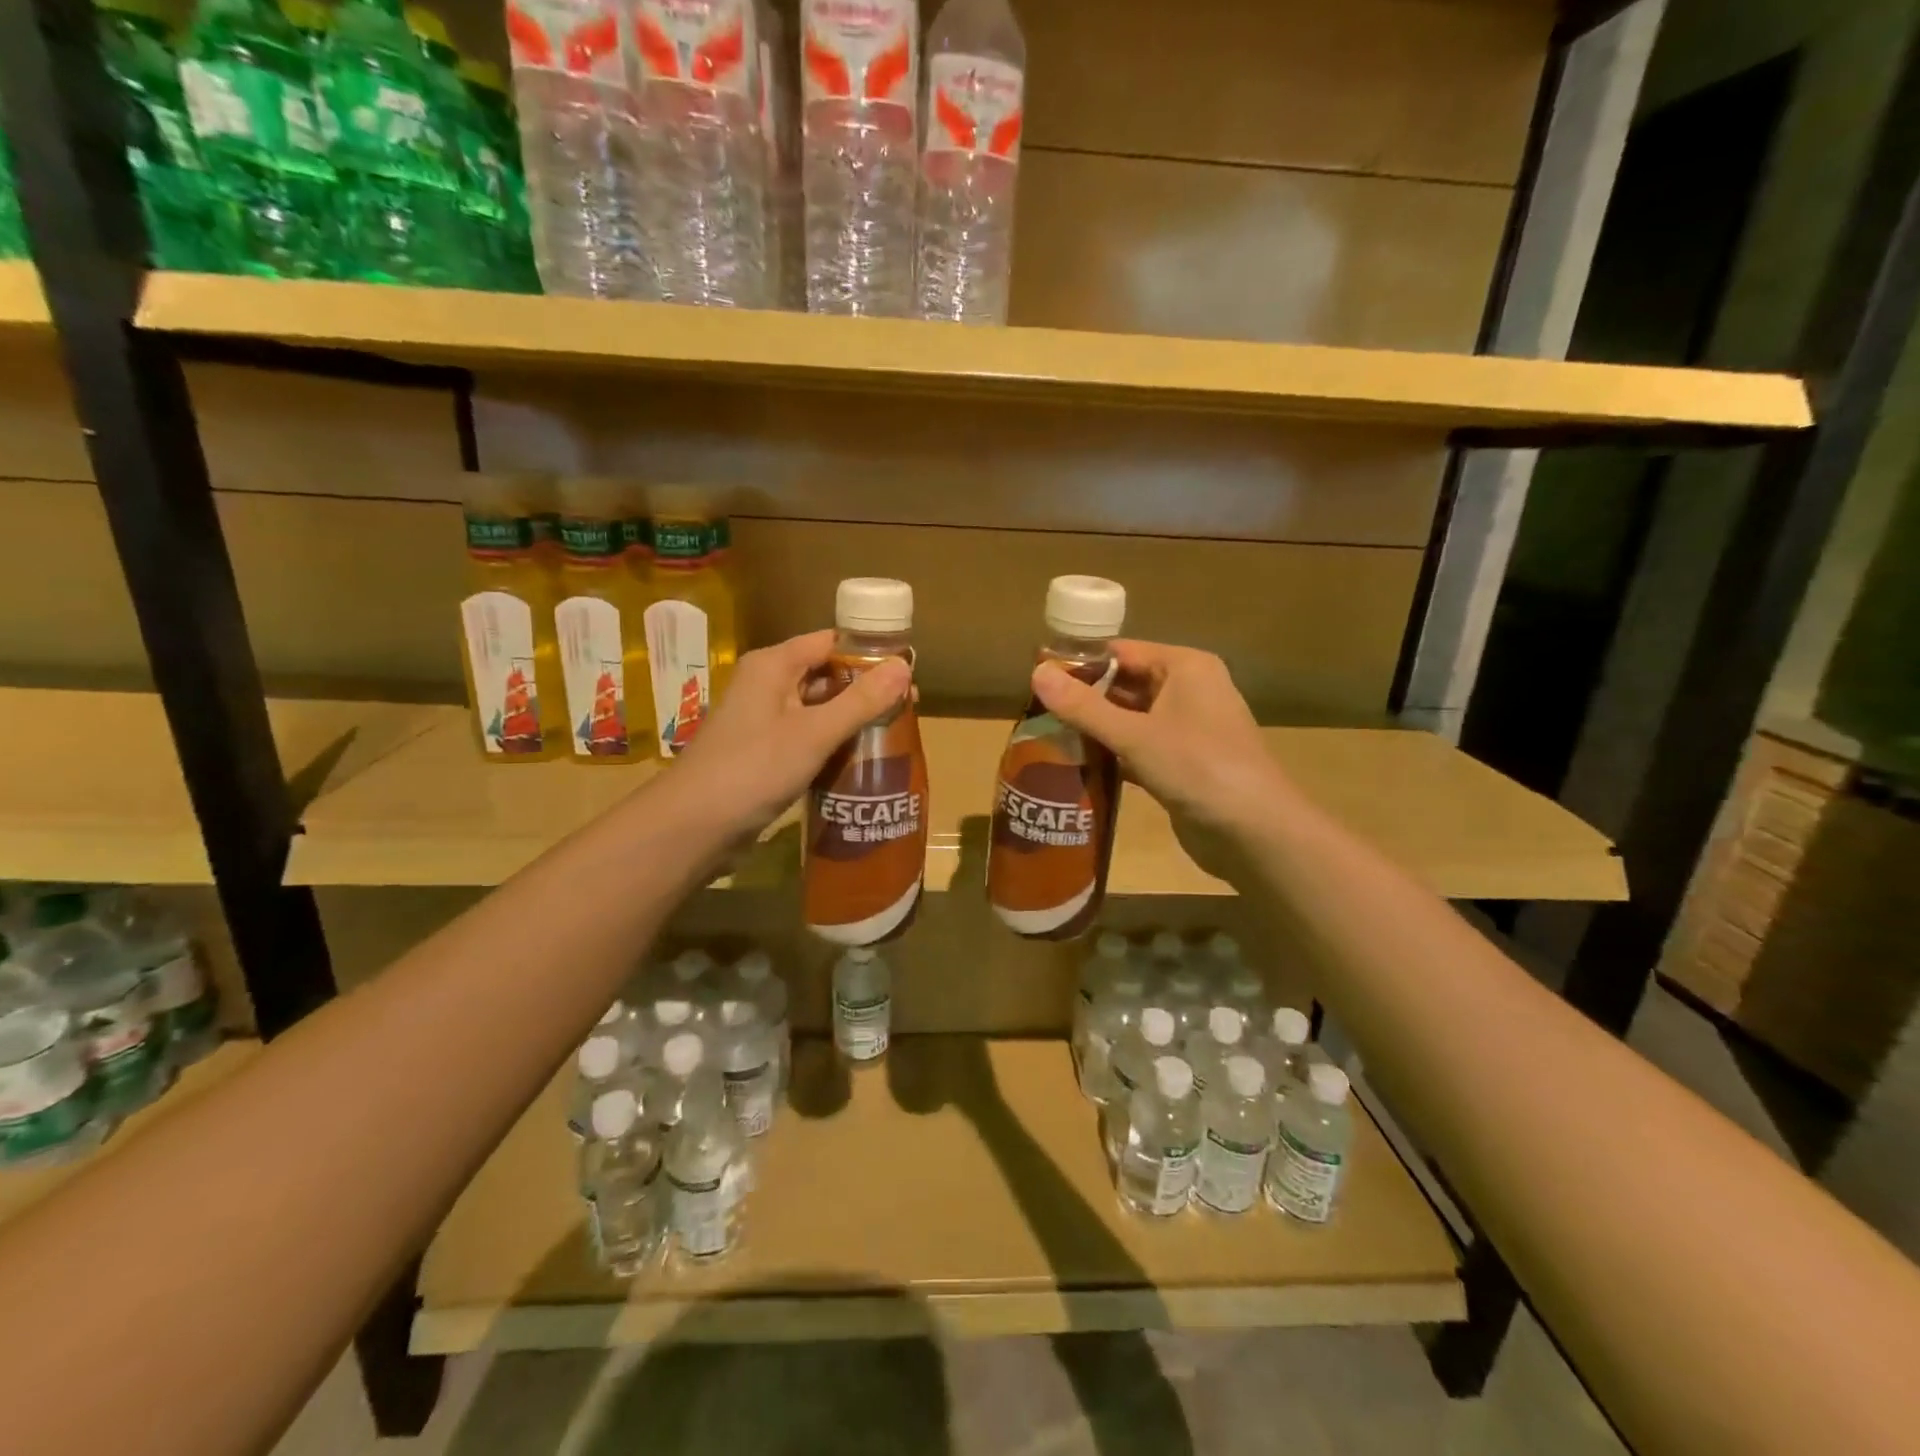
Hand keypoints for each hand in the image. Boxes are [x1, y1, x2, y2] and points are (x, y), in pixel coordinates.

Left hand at [673, 630, 911, 838]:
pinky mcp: (764, 752)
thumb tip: (905, 666)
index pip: (830, 642)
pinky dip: (833, 743)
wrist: (694, 826)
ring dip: (852, 718)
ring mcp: (764, 720)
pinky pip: (807, 736)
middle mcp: (767, 685)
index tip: (909, 670)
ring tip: (895, 731)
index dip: (869, 653)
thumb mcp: (814, 733)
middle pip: (826, 675)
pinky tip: (862, 758)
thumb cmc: (754, 769)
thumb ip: (861, 701)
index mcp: (773, 666)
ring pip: (818, 708)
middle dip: (866, 689)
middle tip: (909, 707)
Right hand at [1031, 641, 1294, 879]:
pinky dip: (1113, 755)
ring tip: (1047, 737)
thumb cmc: (1198, 767)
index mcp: (1185, 667)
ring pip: (1131, 719)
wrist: (1254, 832)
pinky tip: (1078, 766)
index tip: (1038, 679)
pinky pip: (1140, 748)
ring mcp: (1188, 729)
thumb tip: (1036, 672)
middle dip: (1084, 699)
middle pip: (1125, 685)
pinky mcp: (1183, 763)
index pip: (1122, 652)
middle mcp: (1189, 690)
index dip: (1080, 663)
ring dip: (1096, 729)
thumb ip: (1084, 707)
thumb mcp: (1135, 735)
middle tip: (1036, 713)